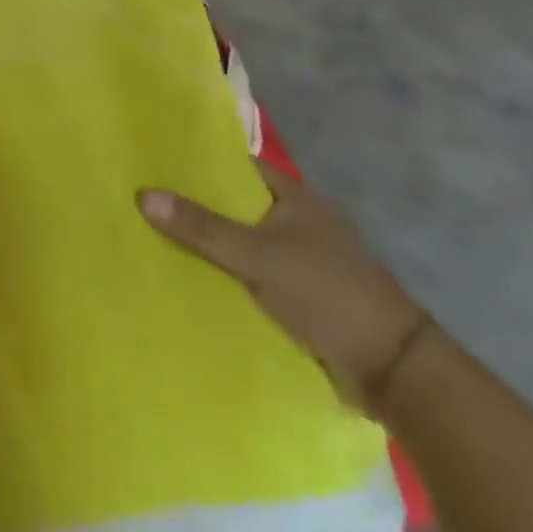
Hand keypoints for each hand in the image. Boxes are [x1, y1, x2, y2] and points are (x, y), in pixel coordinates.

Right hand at [139, 161, 428, 418]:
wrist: (391, 370)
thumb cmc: (327, 294)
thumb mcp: (258, 256)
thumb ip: (201, 227)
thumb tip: (142, 194)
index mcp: (294, 199)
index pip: (237, 167)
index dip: (198, 162)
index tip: (153, 161)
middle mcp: (295, 222)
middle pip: (233, 205)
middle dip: (193, 205)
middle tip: (140, 200)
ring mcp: (297, 259)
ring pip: (238, 241)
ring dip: (205, 243)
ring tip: (149, 235)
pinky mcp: (296, 294)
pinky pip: (246, 274)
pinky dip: (221, 274)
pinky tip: (185, 277)